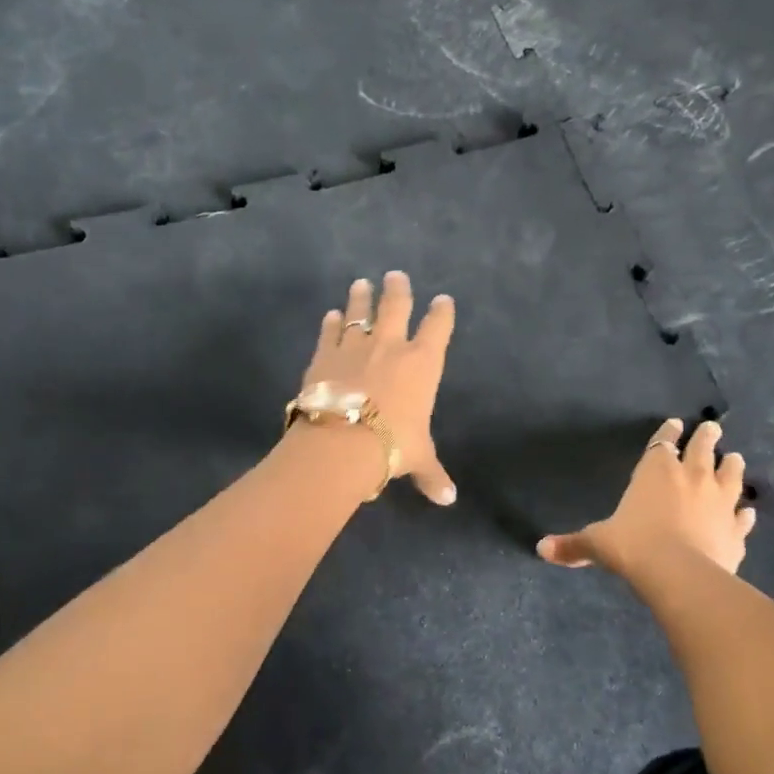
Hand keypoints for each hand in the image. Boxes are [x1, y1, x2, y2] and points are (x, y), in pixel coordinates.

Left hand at [299, 271, 457, 504]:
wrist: (342, 441)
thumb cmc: (391, 446)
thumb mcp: (417, 459)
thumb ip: (432, 474)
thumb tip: (448, 499)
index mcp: (422, 364)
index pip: (438, 328)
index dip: (442, 312)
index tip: (444, 300)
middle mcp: (391, 346)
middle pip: (397, 306)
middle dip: (398, 289)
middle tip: (396, 274)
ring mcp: (355, 346)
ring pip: (360, 312)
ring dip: (361, 297)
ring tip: (361, 283)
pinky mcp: (325, 354)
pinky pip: (330, 332)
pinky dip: (331, 323)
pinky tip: (331, 315)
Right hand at [537, 418, 754, 576]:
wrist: (679, 573)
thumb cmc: (633, 546)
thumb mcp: (597, 543)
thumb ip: (573, 544)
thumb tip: (541, 549)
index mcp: (655, 472)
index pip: (663, 443)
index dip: (668, 433)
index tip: (676, 423)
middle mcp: (690, 478)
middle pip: (702, 449)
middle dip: (706, 437)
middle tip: (713, 427)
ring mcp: (718, 502)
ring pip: (730, 475)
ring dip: (732, 466)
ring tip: (736, 457)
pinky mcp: (735, 530)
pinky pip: (742, 518)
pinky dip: (745, 514)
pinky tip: (749, 512)